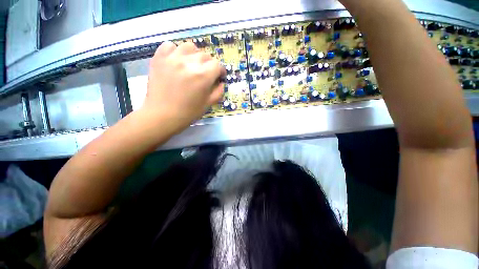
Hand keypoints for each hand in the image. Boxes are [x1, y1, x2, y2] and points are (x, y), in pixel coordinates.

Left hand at [142, 41, 225, 132]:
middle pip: (205, 55)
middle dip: (209, 65)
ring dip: (195, 55)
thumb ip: (218, 91)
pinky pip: (170, 46)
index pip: (217, 65)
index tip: (219, 76)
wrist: (162, 115)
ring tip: (192, 65)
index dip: (221, 71)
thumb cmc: (188, 112)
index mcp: (203, 76)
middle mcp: (189, 63)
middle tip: (206, 74)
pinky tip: (177, 61)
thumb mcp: (209, 104)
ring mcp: (172, 58)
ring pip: (189, 47)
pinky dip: (176, 51)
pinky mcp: (159, 58)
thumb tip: (221, 82)